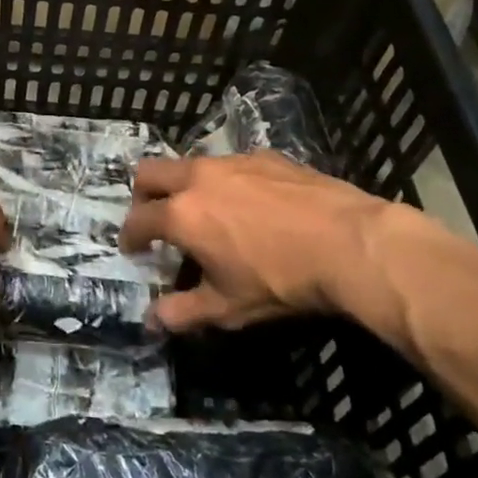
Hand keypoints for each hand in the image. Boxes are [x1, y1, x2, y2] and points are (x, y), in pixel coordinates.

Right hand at [119, 152, 408, 333]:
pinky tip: (250, 204)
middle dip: (143, 194)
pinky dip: (225, 181)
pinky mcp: (264, 156)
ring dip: (184, 185)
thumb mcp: (228, 306)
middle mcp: (198, 178)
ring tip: (204, 211)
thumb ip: (183, 312)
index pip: (139, 220)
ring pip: (190, 163)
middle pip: (150, 172)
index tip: (131, 247)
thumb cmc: (280, 280)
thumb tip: (151, 322)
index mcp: (182, 214)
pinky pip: (230, 164)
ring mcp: (232, 161)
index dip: (129, 235)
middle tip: (154, 217)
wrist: (349, 243)